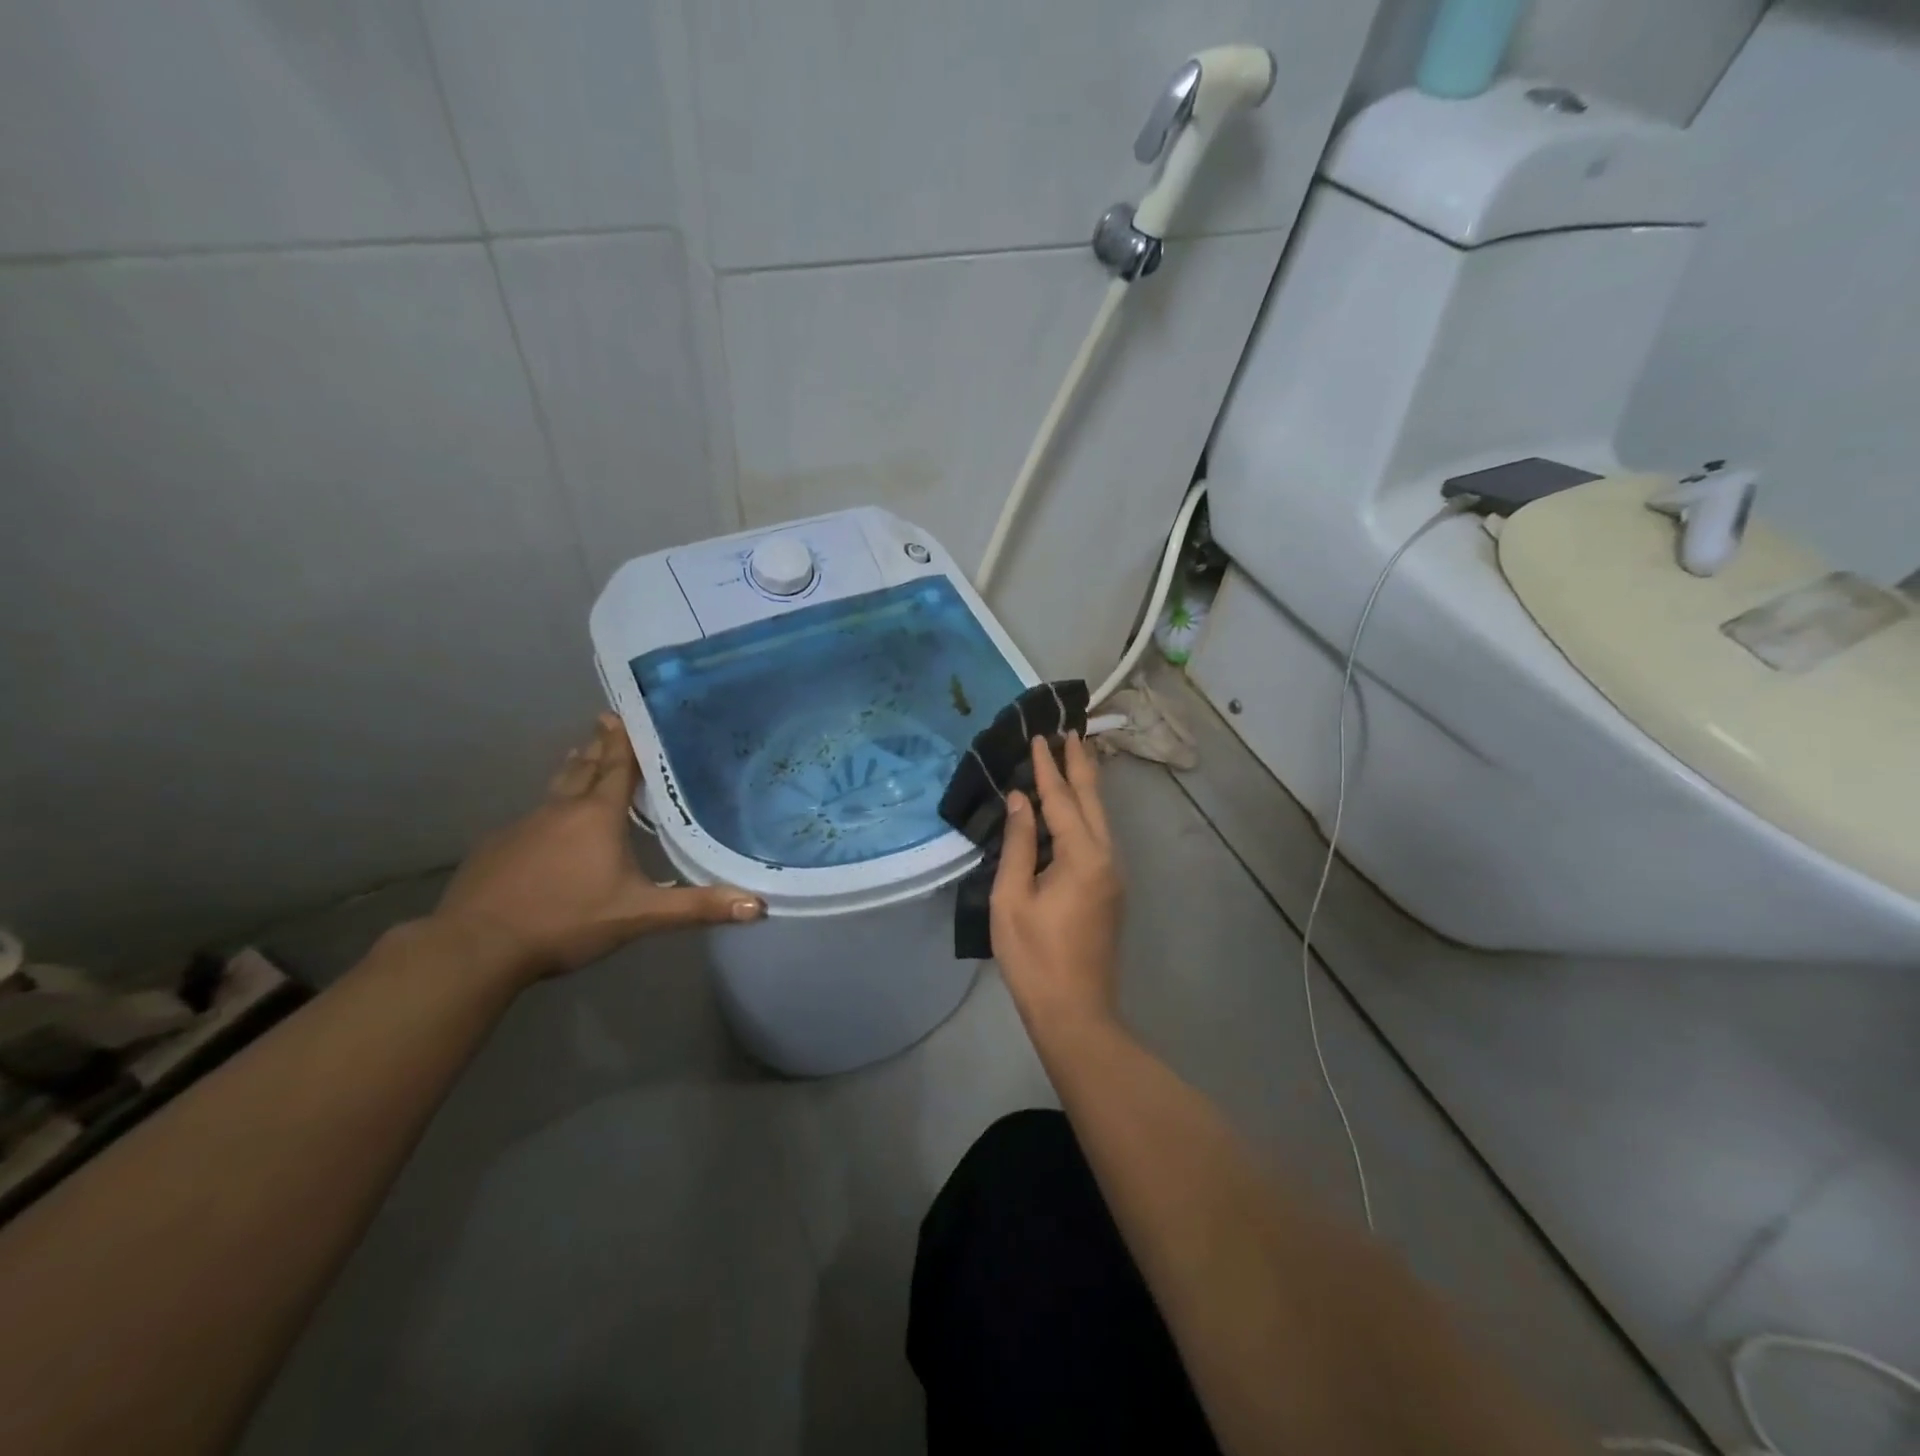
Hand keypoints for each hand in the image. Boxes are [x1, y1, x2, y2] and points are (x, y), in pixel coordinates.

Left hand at [432, 715, 764, 982]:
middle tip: (606, 719)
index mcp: (598, 816)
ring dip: (573, 769)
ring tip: (582, 753)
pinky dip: (549, 808)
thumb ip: (697, 907)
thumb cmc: (566, 920)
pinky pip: (532, 817)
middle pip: (583, 767)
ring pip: (555, 788)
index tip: (628, 711)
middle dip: (598, 744)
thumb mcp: (640, 915)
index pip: (617, 766)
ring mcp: (523, 826)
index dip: (626, 740)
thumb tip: (759, 905)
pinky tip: (548, 824)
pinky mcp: (497, 847)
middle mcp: (560, 810)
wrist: (475, 946)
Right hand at [990, 732, 1124, 1035]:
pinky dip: (1087, 812)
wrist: (1074, 1012)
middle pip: (1093, 801)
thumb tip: (1022, 800)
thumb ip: (1018, 844)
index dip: (1048, 768)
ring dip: (1086, 786)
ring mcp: (1113, 875)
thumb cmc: (1034, 957)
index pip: (1062, 800)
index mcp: (1082, 857)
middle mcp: (1107, 858)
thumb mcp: (1012, 898)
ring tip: (1075, 756)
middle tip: (1070, 731)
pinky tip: (1076, 807)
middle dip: (1080, 764)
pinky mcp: (1110, 890)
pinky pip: (1099, 837)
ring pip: (1101, 818)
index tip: (1040, 736)